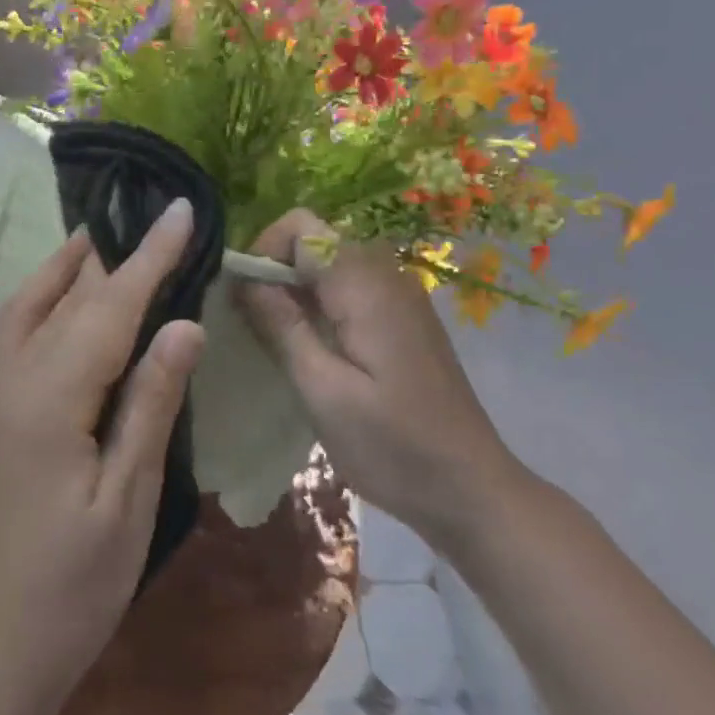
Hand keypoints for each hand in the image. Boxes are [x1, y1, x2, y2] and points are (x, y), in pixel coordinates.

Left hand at [0, 199, 205, 714]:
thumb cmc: (72, 587)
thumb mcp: (128, 499)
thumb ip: (151, 402)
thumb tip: (184, 324)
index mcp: (51, 399)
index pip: (111, 307)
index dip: (150, 257)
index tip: (179, 209)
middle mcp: (10, 382)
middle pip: (67, 299)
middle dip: (111, 256)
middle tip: (147, 218)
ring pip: (26, 309)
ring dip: (63, 270)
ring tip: (98, 240)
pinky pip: (10, 336)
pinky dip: (37, 302)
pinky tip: (56, 303)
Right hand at [234, 209, 527, 536]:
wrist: (471, 489)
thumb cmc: (392, 446)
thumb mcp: (323, 391)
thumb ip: (282, 326)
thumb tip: (244, 278)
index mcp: (364, 284)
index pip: (300, 225)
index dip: (263, 251)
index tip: (245, 301)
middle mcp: (385, 274)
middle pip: (314, 239)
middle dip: (275, 271)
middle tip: (256, 326)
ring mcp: (399, 294)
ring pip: (329, 263)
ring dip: (295, 290)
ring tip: (279, 342)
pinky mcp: (402, 317)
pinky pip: (349, 287)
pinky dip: (320, 304)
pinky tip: (315, 351)